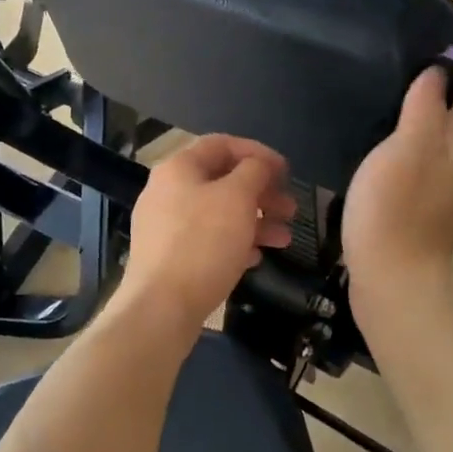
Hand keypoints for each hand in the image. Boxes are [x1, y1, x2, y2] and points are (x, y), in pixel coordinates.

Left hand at [117, 135, 297, 332]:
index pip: (222, 144)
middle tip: (291, 209)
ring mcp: (165, 226)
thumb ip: (254, 171)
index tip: (287, 171)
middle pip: (222, 181)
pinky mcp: (169, 257)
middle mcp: (167, 191)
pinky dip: (235, 243)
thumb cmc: (203, 243)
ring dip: (255, 221)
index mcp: (179, 168)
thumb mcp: (237, 198)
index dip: (258, 153)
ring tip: (284, 239)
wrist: (161, 307)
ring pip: (218, 213)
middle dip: (262, 193)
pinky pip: (207, 240)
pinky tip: (255, 258)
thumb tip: (260, 164)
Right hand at [343, 36, 452, 307]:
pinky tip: (418, 152)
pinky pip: (438, 167)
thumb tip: (441, 71)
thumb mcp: (405, 148)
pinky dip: (436, 147)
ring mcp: (443, 193)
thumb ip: (424, 108)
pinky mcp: (425, 213)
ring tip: (449, 103)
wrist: (394, 279)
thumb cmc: (394, 209)